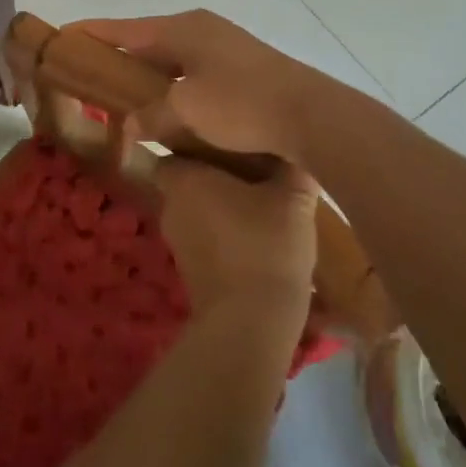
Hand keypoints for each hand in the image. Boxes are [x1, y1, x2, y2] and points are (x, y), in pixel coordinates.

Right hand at [72, 11, 323, 166]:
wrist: (311, 114)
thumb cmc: (242, 104)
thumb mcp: (187, 111)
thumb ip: (150, 116)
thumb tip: (129, 127)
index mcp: (181, 29)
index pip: (122, 28)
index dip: (90, 34)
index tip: (61, 38)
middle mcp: (200, 28)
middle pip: (145, 40)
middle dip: (116, 57)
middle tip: (87, 76)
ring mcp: (223, 45)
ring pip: (170, 57)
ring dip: (146, 74)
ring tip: (122, 95)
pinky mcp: (240, 65)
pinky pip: (190, 71)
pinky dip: (171, 85)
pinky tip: (166, 106)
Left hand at [155, 154, 317, 323]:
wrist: (250, 322)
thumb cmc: (265, 245)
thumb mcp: (293, 200)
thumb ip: (291, 169)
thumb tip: (294, 152)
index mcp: (185, 179)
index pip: (175, 151)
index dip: (196, 145)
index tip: (224, 143)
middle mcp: (171, 206)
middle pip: (186, 181)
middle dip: (213, 176)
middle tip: (249, 170)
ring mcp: (177, 241)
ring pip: (196, 211)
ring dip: (219, 208)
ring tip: (257, 202)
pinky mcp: (189, 271)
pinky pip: (204, 238)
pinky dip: (222, 234)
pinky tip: (254, 236)